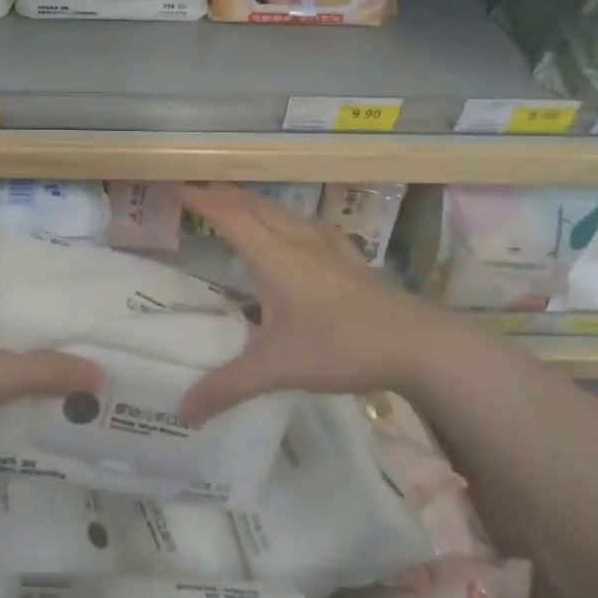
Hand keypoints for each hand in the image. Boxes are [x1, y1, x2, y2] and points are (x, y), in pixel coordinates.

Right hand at [179, 183, 427, 421]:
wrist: (420, 345)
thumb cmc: (342, 347)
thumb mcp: (278, 369)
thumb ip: (228, 387)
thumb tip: (183, 411)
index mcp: (275, 257)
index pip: (231, 217)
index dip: (202, 200)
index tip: (177, 187)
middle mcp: (300, 243)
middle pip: (257, 206)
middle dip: (226, 195)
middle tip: (200, 193)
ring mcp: (331, 250)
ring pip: (287, 214)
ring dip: (257, 205)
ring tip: (241, 207)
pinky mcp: (354, 263)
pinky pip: (315, 229)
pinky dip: (293, 221)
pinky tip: (302, 232)